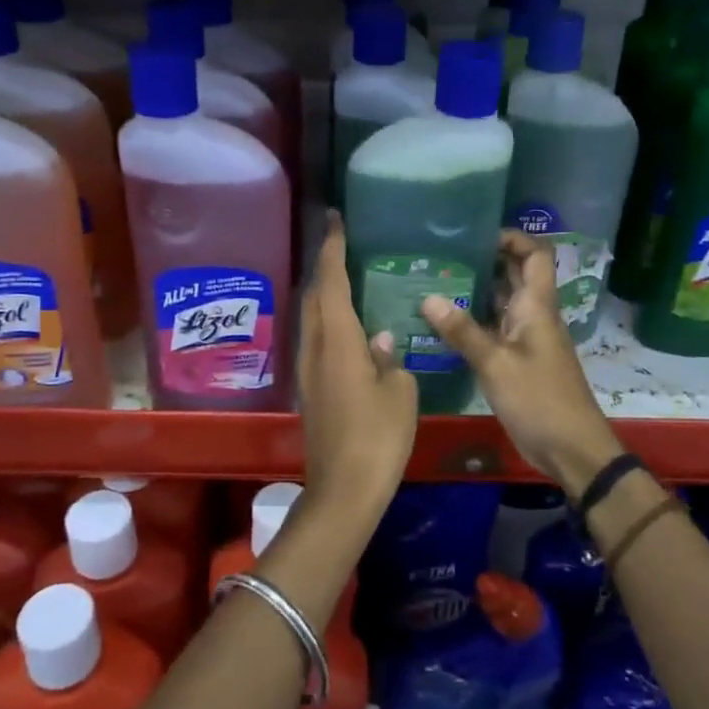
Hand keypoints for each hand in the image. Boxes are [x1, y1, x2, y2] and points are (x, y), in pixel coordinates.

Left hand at [296, 213, 416, 525]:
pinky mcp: (310, 389)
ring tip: (348, 277)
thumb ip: (391, 359)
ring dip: (324, 292)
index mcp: (337, 340)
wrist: (343, 490)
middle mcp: (315, 347)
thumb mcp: (400, 393)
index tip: (334, 218)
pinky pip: (316, 339)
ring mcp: (308, 369)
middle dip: (325, 265)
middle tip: (343, 243)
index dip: (332, 247)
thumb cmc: (377, 437)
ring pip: (311, 317)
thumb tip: (382, 340)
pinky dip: (328, 320)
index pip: (331, 281)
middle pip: (314, 295)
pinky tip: (348, 326)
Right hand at [420, 231, 620, 496]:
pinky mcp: (519, 360)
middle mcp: (534, 315)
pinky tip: (444, 324)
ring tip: (435, 282)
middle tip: (443, 257)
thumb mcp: (495, 364)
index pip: (535, 255)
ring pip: (503, 302)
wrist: (571, 448)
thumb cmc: (538, 399)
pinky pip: (496, 329)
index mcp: (537, 306)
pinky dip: (474, 322)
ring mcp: (527, 338)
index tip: (476, 235)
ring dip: (476, 291)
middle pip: (515, 275)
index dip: (513, 238)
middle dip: (485, 261)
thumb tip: (428, 297)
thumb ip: (462, 331)